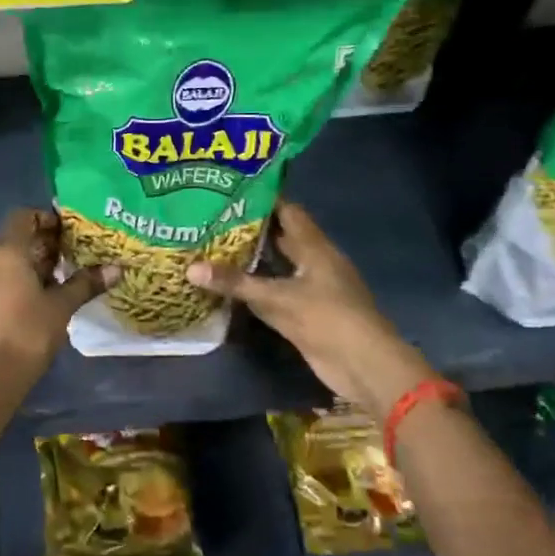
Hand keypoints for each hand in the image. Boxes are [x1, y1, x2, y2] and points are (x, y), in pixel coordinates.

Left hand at [0, 209, 119, 376]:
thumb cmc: (30, 331)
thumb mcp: (62, 305)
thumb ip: (86, 283)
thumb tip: (116, 269)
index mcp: (6, 251)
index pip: (22, 217)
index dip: (44, 218)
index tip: (66, 231)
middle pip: (14, 239)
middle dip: (40, 243)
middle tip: (68, 254)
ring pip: (5, 262)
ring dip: (29, 264)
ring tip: (57, 278)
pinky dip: (15, 281)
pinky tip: (35, 300)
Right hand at [188, 201, 438, 414]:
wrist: (364, 366)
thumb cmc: (328, 318)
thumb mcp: (278, 297)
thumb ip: (235, 282)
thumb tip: (189, 268)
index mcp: (315, 247)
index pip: (288, 211)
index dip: (263, 198)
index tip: (230, 189)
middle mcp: (312, 263)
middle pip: (279, 237)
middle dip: (249, 227)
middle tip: (211, 217)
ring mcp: (309, 289)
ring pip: (275, 266)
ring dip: (250, 259)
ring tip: (211, 246)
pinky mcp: (303, 314)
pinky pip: (273, 294)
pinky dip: (252, 289)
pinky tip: (227, 286)